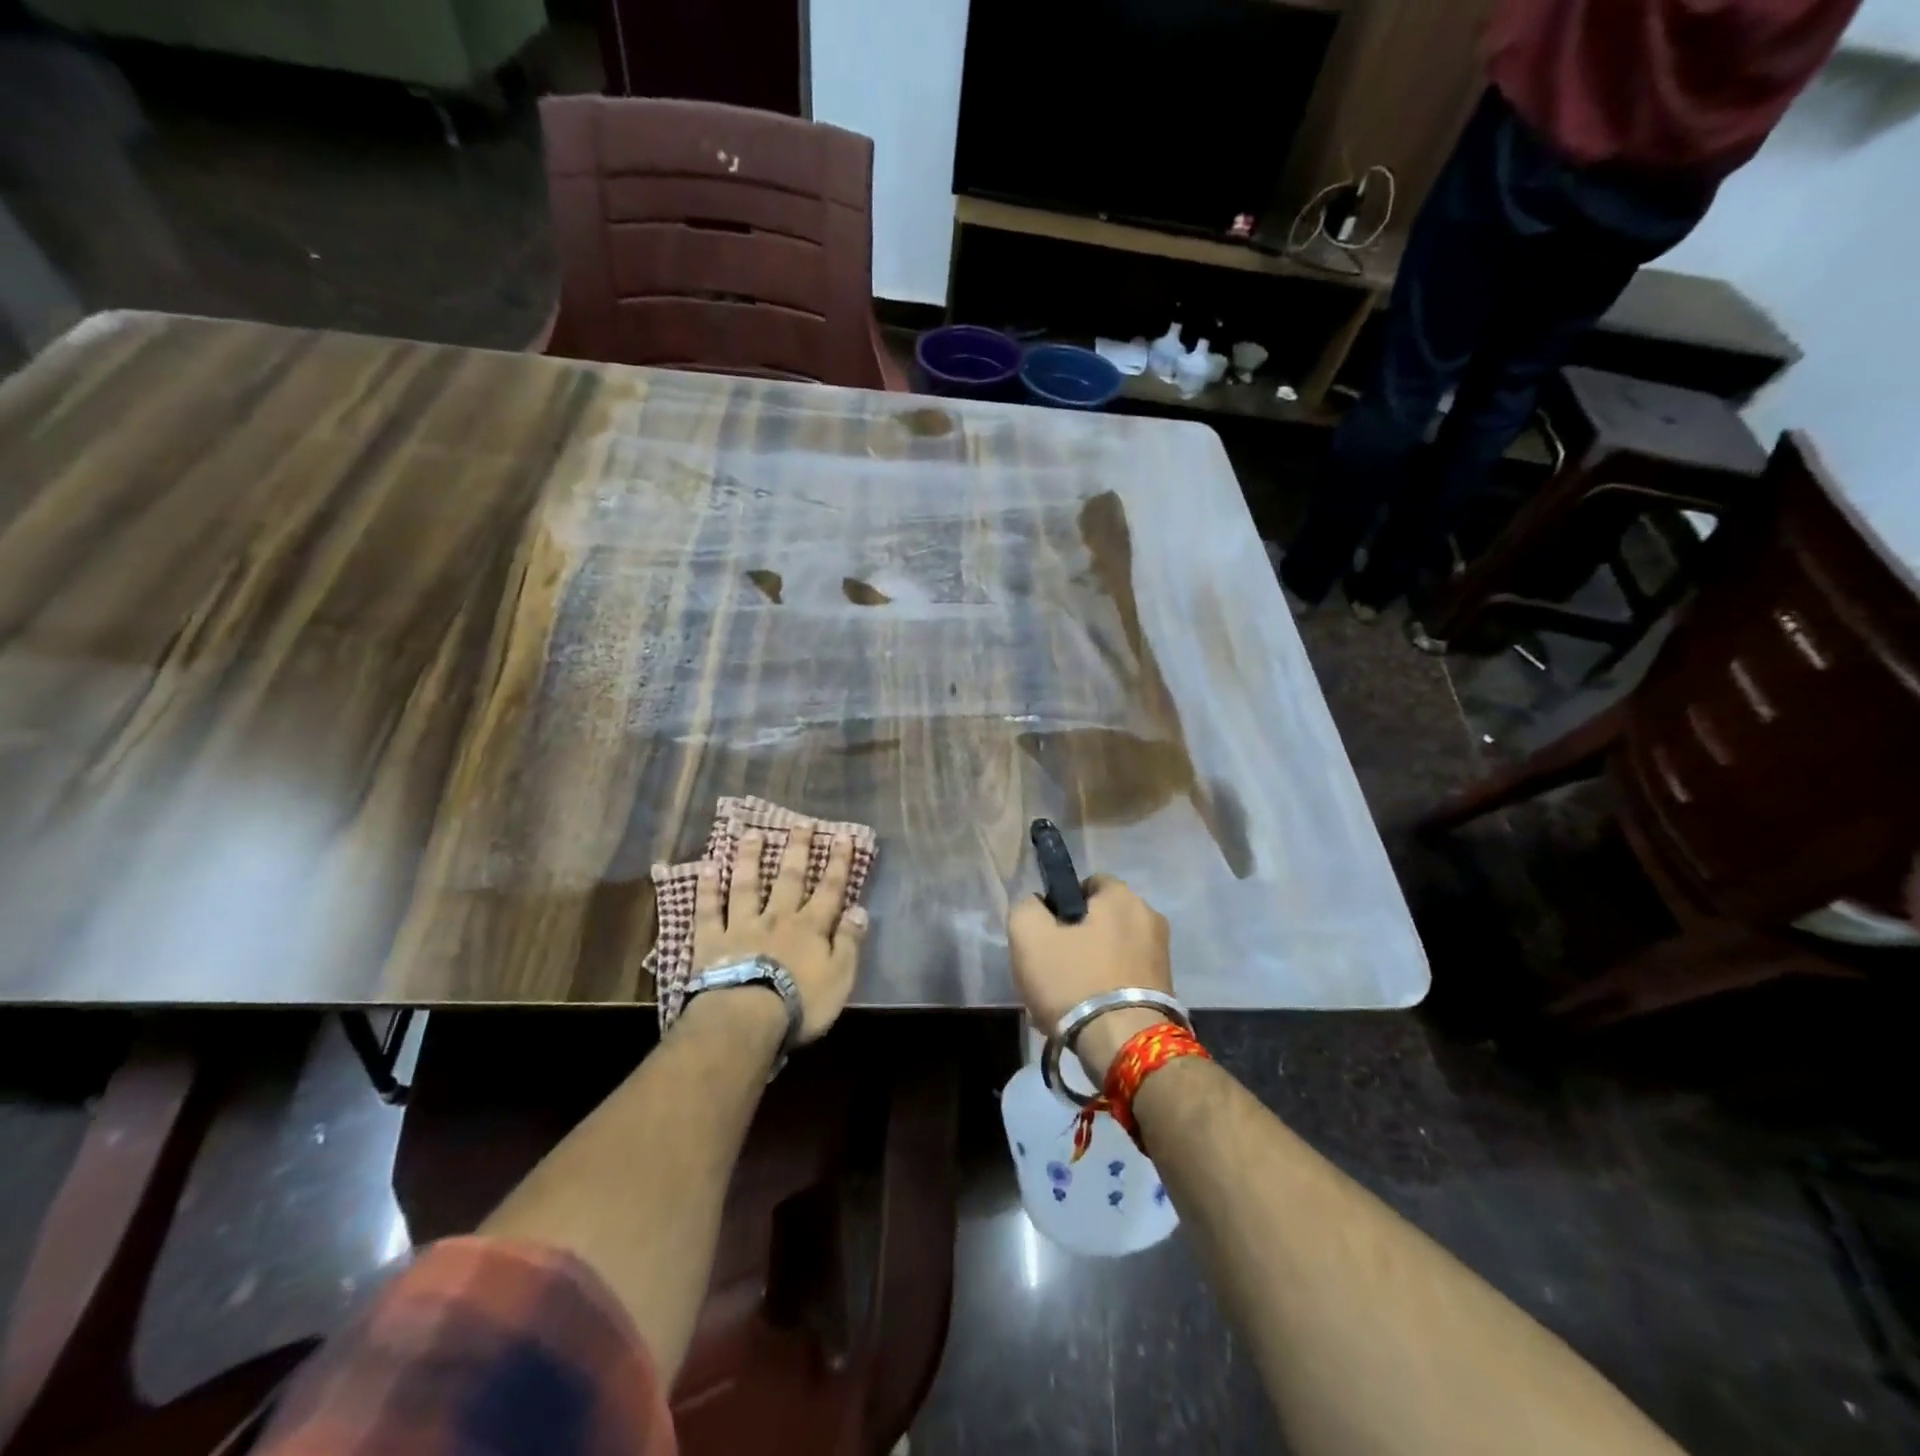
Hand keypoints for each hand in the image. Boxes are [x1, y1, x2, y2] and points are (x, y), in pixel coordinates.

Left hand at [691, 829, 867, 1043]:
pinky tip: (707, 868)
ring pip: (747, 886)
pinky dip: (707, 889)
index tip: (843, 836)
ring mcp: (742, 927)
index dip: (838, 863)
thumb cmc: (800, 1003)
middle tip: (800, 823)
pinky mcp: (712, 942)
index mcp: (810, 928)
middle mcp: (777, 918)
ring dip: (750, 859)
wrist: (747, 1018)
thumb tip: (860, 910)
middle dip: (797, 850)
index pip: (830, 889)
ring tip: (751, 834)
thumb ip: (849, 942)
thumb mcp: (839, 977)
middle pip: (789, 879)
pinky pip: (709, 911)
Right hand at [1007, 875, 1172, 1080]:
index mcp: (1122, 896)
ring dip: (1090, 968)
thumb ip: (1027, 907)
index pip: (1087, 884)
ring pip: (1111, 952)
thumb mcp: (1028, 935)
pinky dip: (1106, 990)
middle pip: (1101, 920)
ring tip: (1067, 999)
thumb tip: (1039, 906)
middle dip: (1076, 940)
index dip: (1061, 905)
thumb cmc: (1074, 980)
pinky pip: (1125, 979)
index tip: (1046, 934)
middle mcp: (1150, 918)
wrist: (1124, 1045)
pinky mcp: (1166, 990)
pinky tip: (1087, 1013)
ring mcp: (1162, 956)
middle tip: (1052, 969)